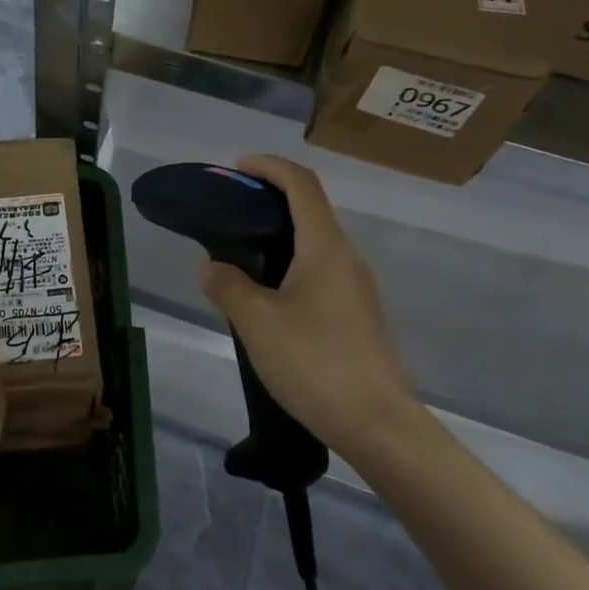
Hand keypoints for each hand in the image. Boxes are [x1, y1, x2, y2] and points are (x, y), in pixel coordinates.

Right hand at [199, 154, 418, 454]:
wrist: (376, 423)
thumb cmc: (314, 362)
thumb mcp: (256, 321)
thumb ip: (228, 286)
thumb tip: (212, 266)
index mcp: (325, 247)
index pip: (301, 184)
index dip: (269, 166)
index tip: (236, 168)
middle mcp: (346, 258)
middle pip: (310, 210)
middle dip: (269, 200)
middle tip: (229, 215)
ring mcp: (356, 289)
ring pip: (314, 245)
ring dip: (278, 237)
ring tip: (239, 258)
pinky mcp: (356, 316)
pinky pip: (319, 273)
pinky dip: (289, 266)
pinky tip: (265, 298)